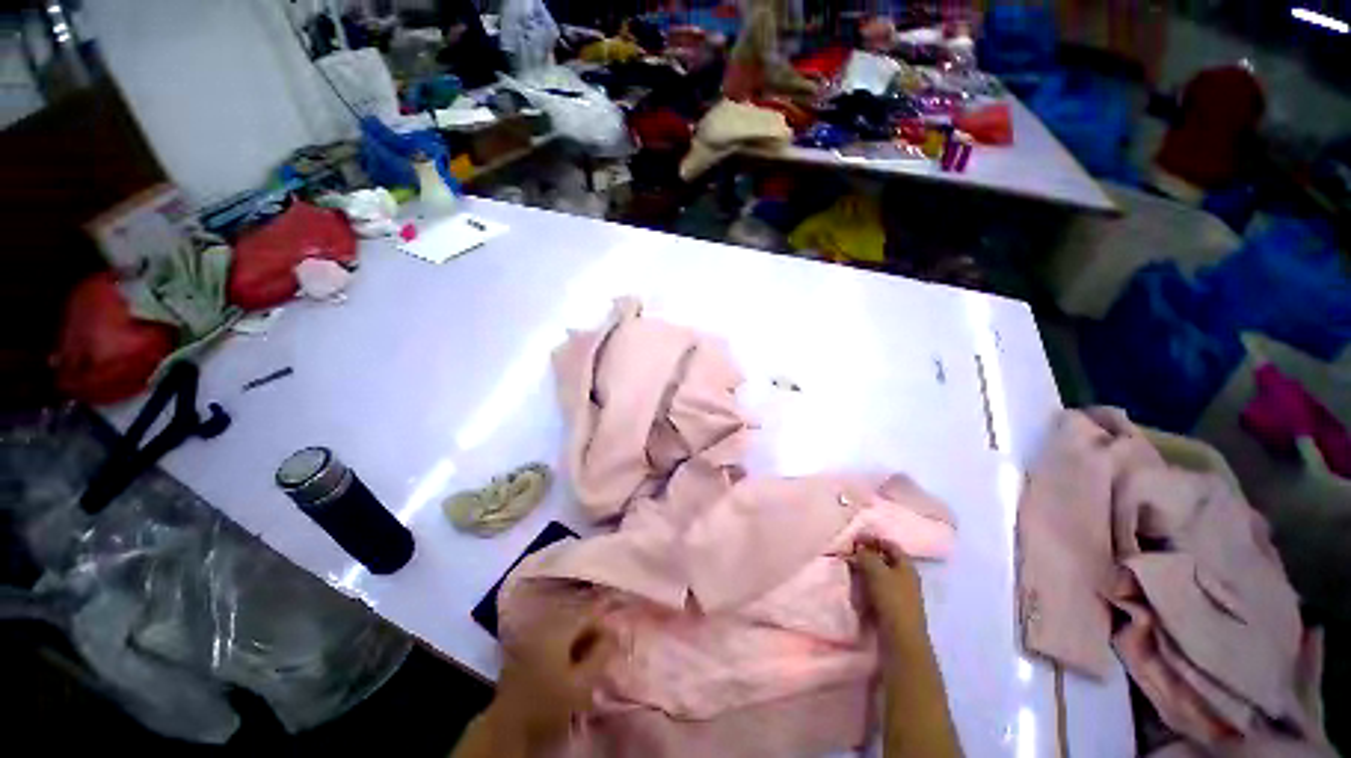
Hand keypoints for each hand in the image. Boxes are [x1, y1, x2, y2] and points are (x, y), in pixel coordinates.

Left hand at [492, 609, 616, 742]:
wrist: (507, 726)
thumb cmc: (548, 703)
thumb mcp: (582, 682)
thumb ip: (601, 654)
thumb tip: (613, 635)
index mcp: (559, 626)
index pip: (591, 611)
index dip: (606, 623)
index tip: (616, 640)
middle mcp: (545, 622)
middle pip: (577, 616)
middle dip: (592, 631)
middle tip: (604, 650)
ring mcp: (533, 633)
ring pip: (566, 626)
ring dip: (580, 638)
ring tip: (589, 657)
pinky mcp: (525, 646)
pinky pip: (554, 635)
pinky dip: (566, 644)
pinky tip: (570, 661)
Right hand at [855, 538, 926, 637]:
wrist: (901, 639)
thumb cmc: (892, 599)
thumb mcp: (876, 571)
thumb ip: (866, 555)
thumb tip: (859, 546)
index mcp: (906, 565)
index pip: (889, 544)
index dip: (872, 538)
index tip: (854, 538)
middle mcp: (905, 577)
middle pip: (884, 559)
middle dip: (867, 555)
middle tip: (849, 553)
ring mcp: (899, 593)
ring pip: (879, 575)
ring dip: (864, 570)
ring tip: (849, 568)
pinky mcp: (892, 607)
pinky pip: (877, 589)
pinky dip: (866, 584)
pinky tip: (855, 586)